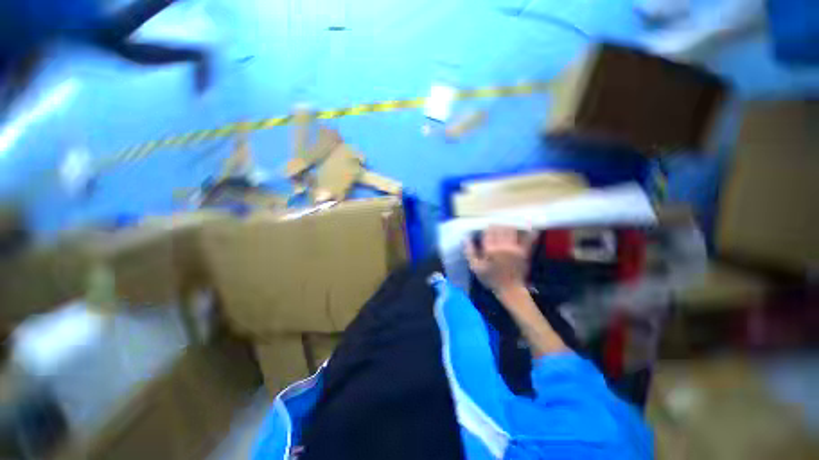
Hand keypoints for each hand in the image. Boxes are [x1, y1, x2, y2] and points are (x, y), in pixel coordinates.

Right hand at [465, 226, 534, 294]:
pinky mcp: (524, 251)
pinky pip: (528, 239)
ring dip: (508, 225)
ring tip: (505, 224)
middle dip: (497, 224)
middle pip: (500, 228)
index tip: (485, 226)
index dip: (487, 227)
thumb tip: (465, 238)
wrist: (509, 289)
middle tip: (494, 224)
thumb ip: (469, 251)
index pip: (489, 231)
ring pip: (512, 230)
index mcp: (490, 250)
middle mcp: (503, 246)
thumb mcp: (475, 267)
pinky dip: (530, 232)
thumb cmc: (490, 278)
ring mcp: (515, 248)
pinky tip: (529, 226)